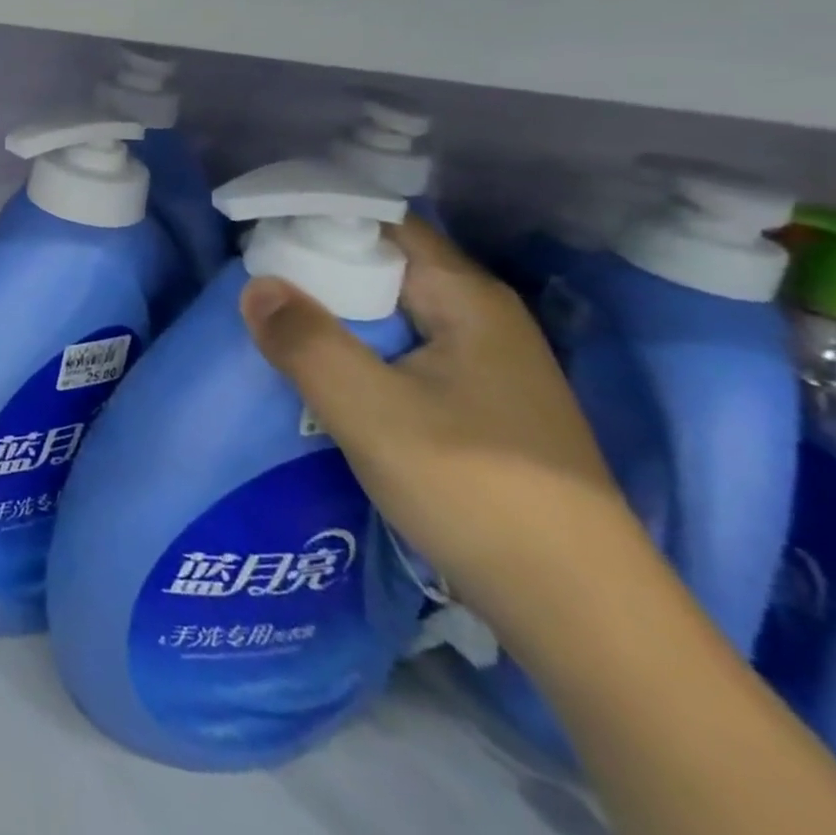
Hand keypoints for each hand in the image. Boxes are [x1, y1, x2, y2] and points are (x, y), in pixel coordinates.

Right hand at [238, 218, 634, 632]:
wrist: (584, 615)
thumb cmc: (476, 491)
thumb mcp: (372, 412)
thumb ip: (306, 341)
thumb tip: (255, 285)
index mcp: (467, 298)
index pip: (382, 224)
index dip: (319, 218)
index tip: (257, 231)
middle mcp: (481, 318)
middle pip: (384, 266)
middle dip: (317, 268)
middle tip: (252, 280)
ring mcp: (485, 365)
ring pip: (390, 314)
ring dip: (334, 314)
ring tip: (272, 322)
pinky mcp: (478, 407)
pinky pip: (401, 353)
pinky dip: (357, 350)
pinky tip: (323, 374)